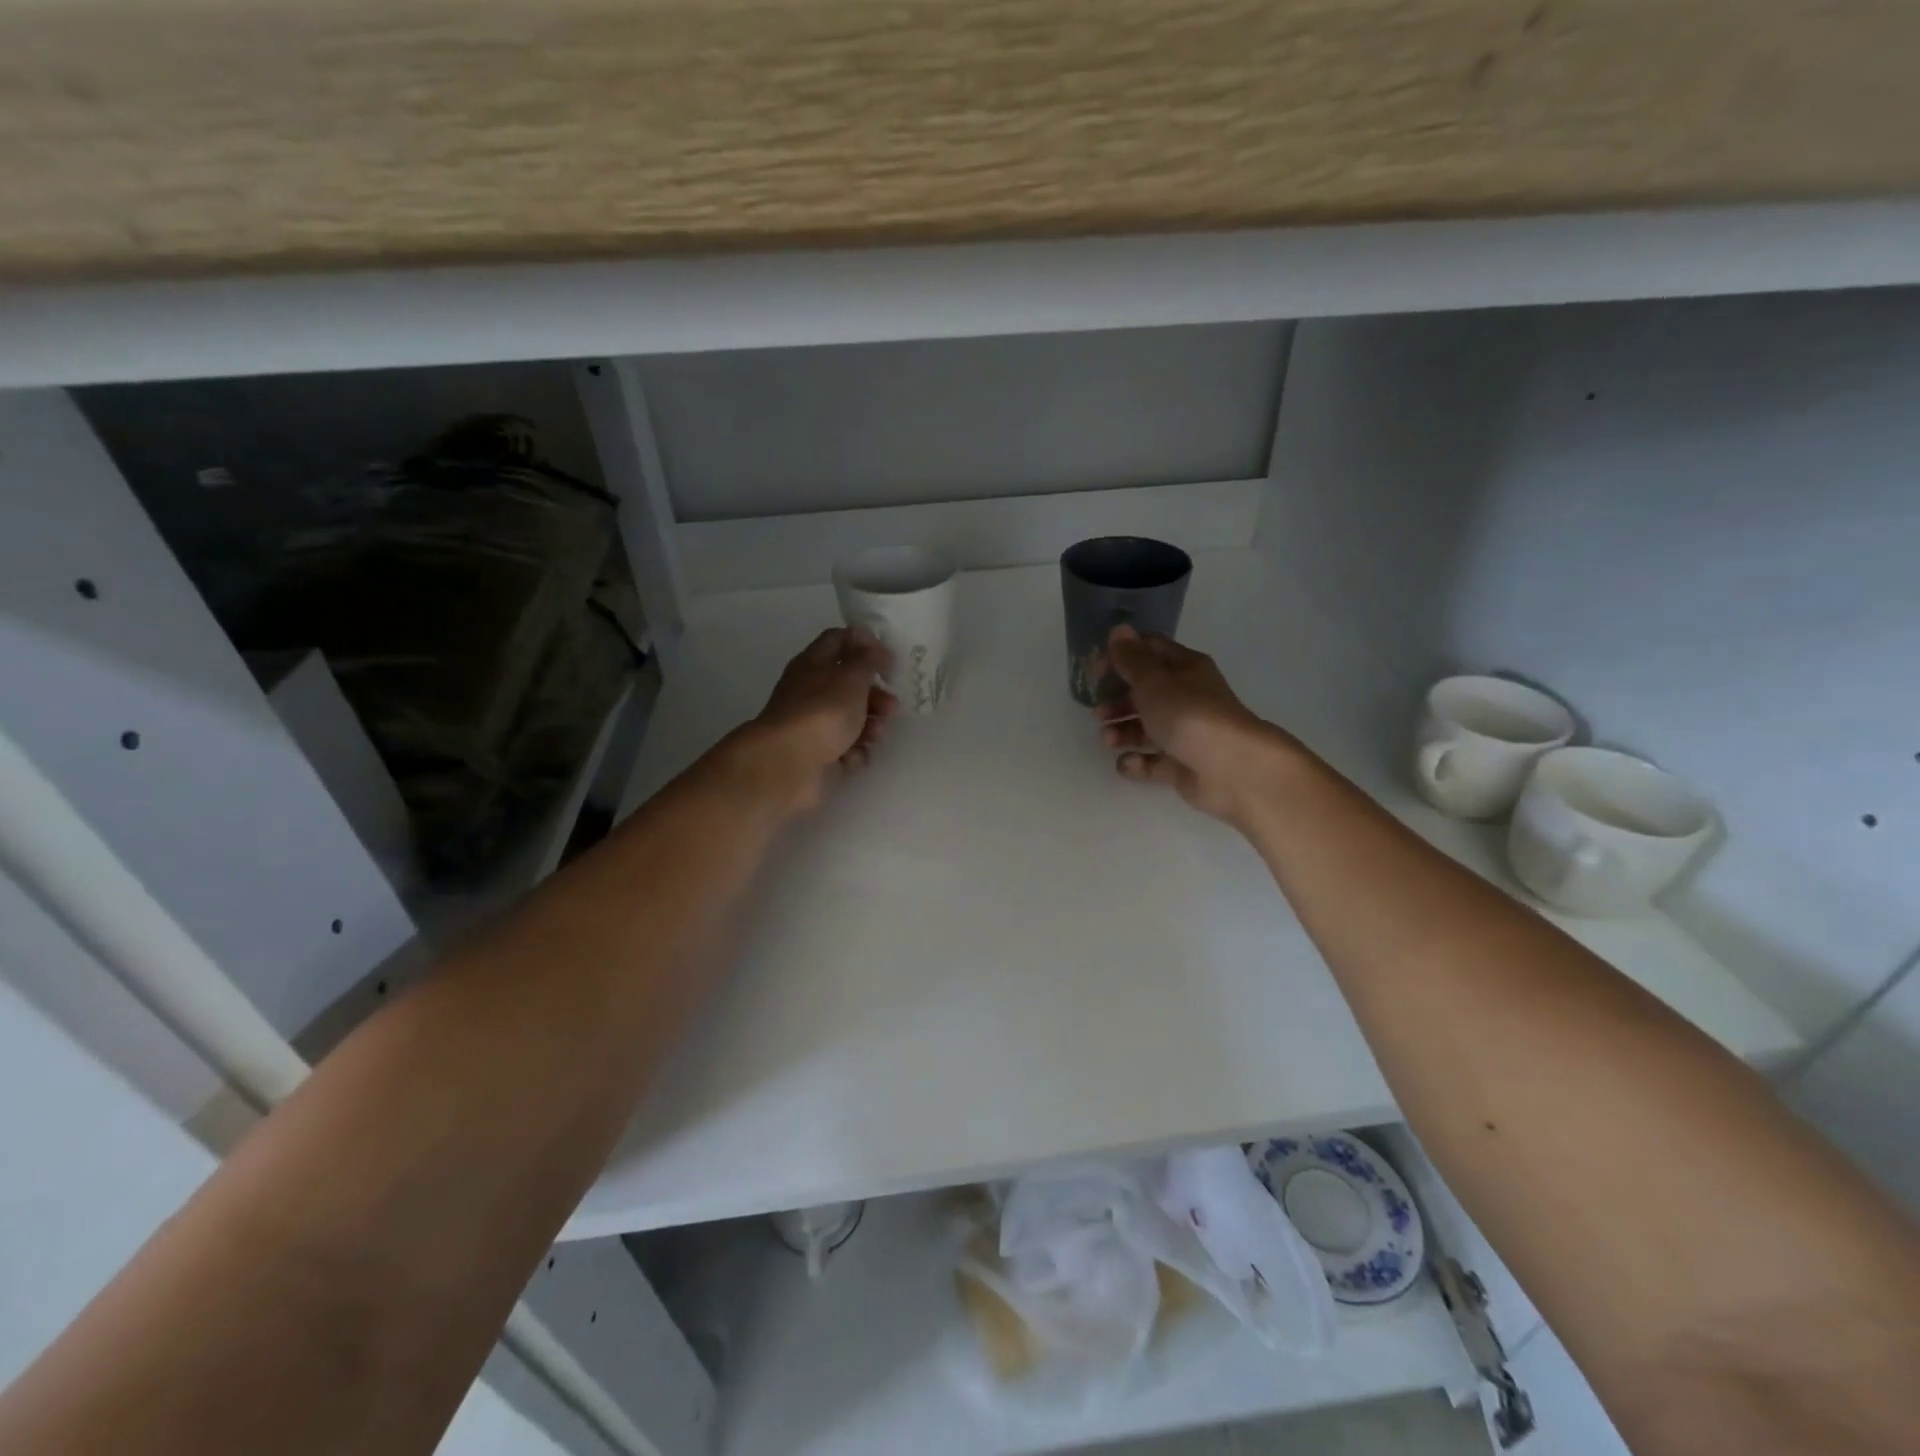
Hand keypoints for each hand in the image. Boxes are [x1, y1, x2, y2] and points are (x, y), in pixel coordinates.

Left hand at [727, 627, 897, 814]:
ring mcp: (814, 725)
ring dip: (870, 726)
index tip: (888, 656)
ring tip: (875, 736)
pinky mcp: (819, 754)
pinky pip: (846, 749)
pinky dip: (853, 753)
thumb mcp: (851, 677)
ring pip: (851, 719)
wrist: (788, 764)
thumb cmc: (823, 712)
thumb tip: (875, 650)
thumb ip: (868, 660)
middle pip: (849, 685)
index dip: (864, 642)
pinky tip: (852, 757)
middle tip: (892, 707)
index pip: (838, 640)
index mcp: (813, 664)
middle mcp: (811, 691)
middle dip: (875, 695)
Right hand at [1094, 625, 1300, 828]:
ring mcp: (1185, 733)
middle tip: (1098, 713)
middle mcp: (1186, 697)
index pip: (1149, 652)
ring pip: (1146, 728)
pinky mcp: (1183, 764)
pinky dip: (1137, 762)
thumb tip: (1119, 629)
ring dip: (1122, 732)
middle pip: (1144, 693)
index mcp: (1184, 669)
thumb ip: (1131, 659)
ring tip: (1109, 741)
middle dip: (1117, 701)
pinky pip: (1153, 761)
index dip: (1120, 658)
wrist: (1234, 769)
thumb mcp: (1154, 682)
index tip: (1096, 673)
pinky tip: (1128, 763)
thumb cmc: (1189, 716)